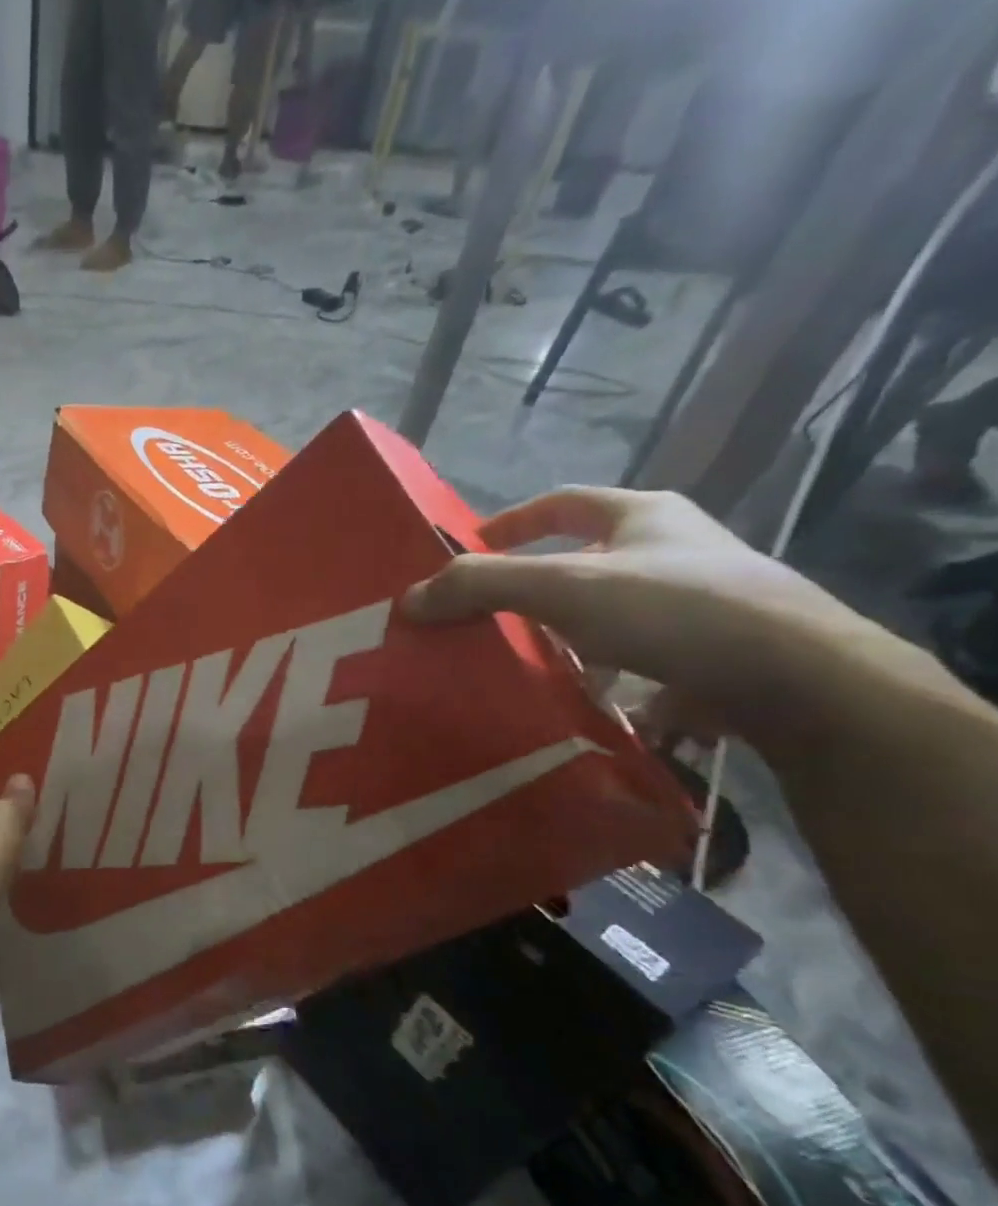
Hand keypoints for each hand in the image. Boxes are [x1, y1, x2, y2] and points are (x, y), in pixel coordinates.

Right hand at [401, 487, 855, 741]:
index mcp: (644, 516)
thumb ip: (480, 586)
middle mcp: (676, 550)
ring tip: (526, 667)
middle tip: (489, 616)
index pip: (563, 503)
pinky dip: (606, 675)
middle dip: (534, 587)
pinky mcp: (715, 654)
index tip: (472, 546)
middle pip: (586, 559)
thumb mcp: (563, 588)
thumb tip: (407, 599)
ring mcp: (702, 602)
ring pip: (611, 613)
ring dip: (567, 636)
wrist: (799, 679)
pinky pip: (640, 657)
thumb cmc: (674, 610)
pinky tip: (581, 702)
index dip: (512, 521)